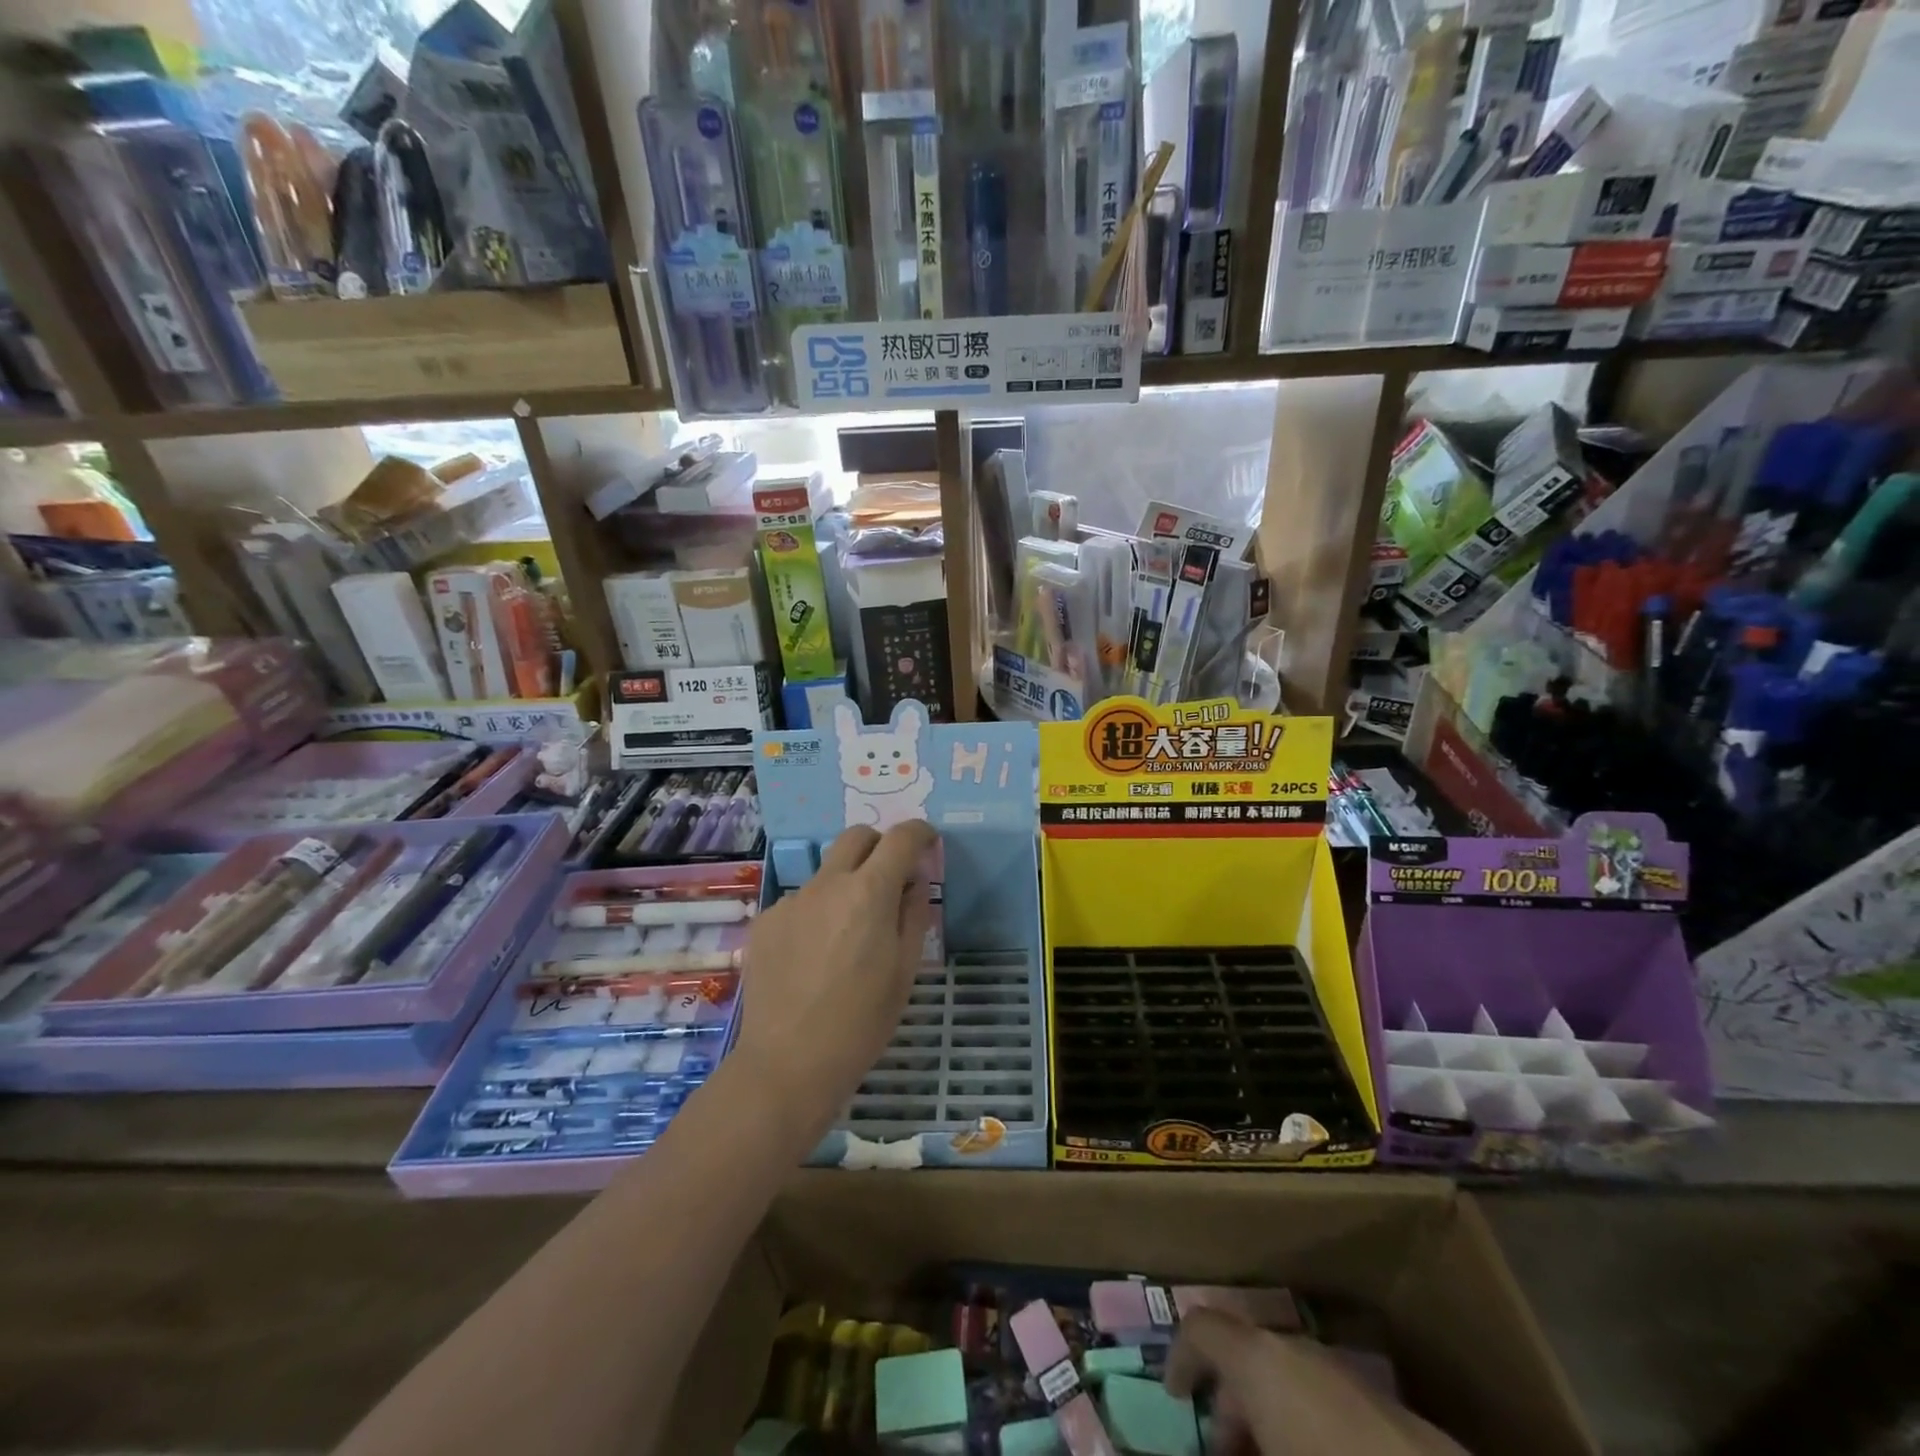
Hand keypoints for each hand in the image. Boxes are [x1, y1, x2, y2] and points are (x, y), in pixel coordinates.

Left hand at [733, 821, 937, 1141]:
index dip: (919, 832)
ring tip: (847, 935)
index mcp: (869, 893)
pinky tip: (814, 956)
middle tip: (891, 875)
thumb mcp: (904, 970)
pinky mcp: (766, 921)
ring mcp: (791, 900)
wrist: (788, 1063)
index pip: (900, 839)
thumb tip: (914, 881)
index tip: (928, 841)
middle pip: (856, 836)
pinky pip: (801, 902)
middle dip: (880, 844)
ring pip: (827, 872)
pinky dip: (817, 913)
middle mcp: (827, 884)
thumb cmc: (862, 1022)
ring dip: (846, 884)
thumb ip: (913, 914)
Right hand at [1166, 1309, 1464, 1455]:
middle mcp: (1302, 1352)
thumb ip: (1227, 1443)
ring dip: (1272, 1418)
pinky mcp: (1398, 1415)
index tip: (1173, 1399)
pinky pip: (1331, 1405)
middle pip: (1248, 1356)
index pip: (1202, 1329)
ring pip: (1292, 1380)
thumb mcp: (1260, 1455)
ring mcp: (1353, 1378)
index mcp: (1263, 1359)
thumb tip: (1212, 1443)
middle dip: (1231, 1405)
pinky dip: (1312, 1429)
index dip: (1180, 1357)